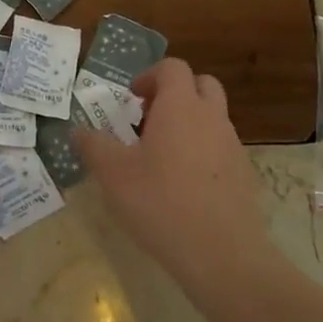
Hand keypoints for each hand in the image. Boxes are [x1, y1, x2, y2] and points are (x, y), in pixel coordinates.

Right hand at [74, 58, 270, 274]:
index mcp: (180, 107)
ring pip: (212, 116)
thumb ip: (94, 145)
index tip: (130, 99)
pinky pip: (221, 147)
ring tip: (161, 155)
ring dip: (188, 122)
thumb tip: (79, 131)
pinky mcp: (243, 173)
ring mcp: (232, 145)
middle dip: (174, 93)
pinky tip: (183, 184)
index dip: (149, 76)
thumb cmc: (160, 202)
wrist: (222, 253)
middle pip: (200, 84)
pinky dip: (202, 151)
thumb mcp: (113, 174)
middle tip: (148, 118)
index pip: (172, 68)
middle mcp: (211, 117)